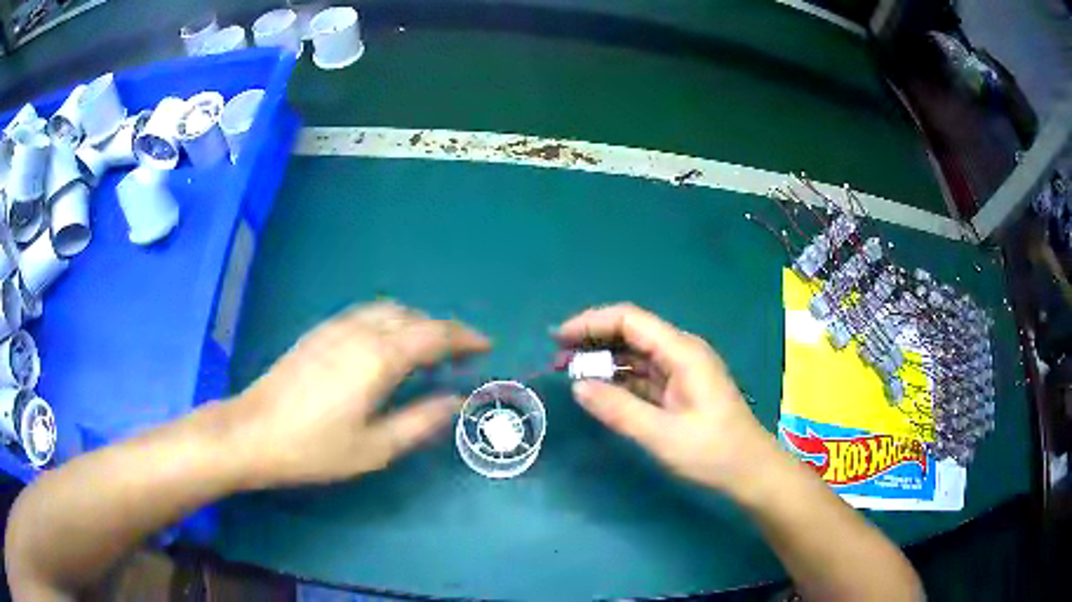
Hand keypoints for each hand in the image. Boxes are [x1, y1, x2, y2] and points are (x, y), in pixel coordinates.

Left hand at [229, 302, 489, 487]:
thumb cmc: (314, 448)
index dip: (464, 338)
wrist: (252, 432)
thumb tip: (456, 402)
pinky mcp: (317, 334)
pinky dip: (388, 323)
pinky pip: (364, 315)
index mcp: (378, 358)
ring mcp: (334, 329)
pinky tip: (383, 349)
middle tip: (456, 356)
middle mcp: (359, 332)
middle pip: (411, 317)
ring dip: (413, 323)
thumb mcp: (374, 448)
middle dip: (440, 330)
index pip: (433, 335)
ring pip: (386, 311)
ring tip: (423, 352)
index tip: (485, 346)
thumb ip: (420, 422)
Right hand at [557, 304, 782, 496]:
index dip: (592, 322)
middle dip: (593, 339)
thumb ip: (618, 409)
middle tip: (558, 356)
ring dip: (603, 359)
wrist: (750, 470)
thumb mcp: (662, 435)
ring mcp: (682, 370)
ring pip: (636, 353)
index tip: (559, 338)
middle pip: (631, 332)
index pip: (630, 319)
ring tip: (570, 371)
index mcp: (682, 352)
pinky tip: (599, 389)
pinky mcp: (680, 388)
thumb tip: (577, 386)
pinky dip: (618, 378)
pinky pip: (643, 374)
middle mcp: (681, 352)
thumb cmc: (712, 452)